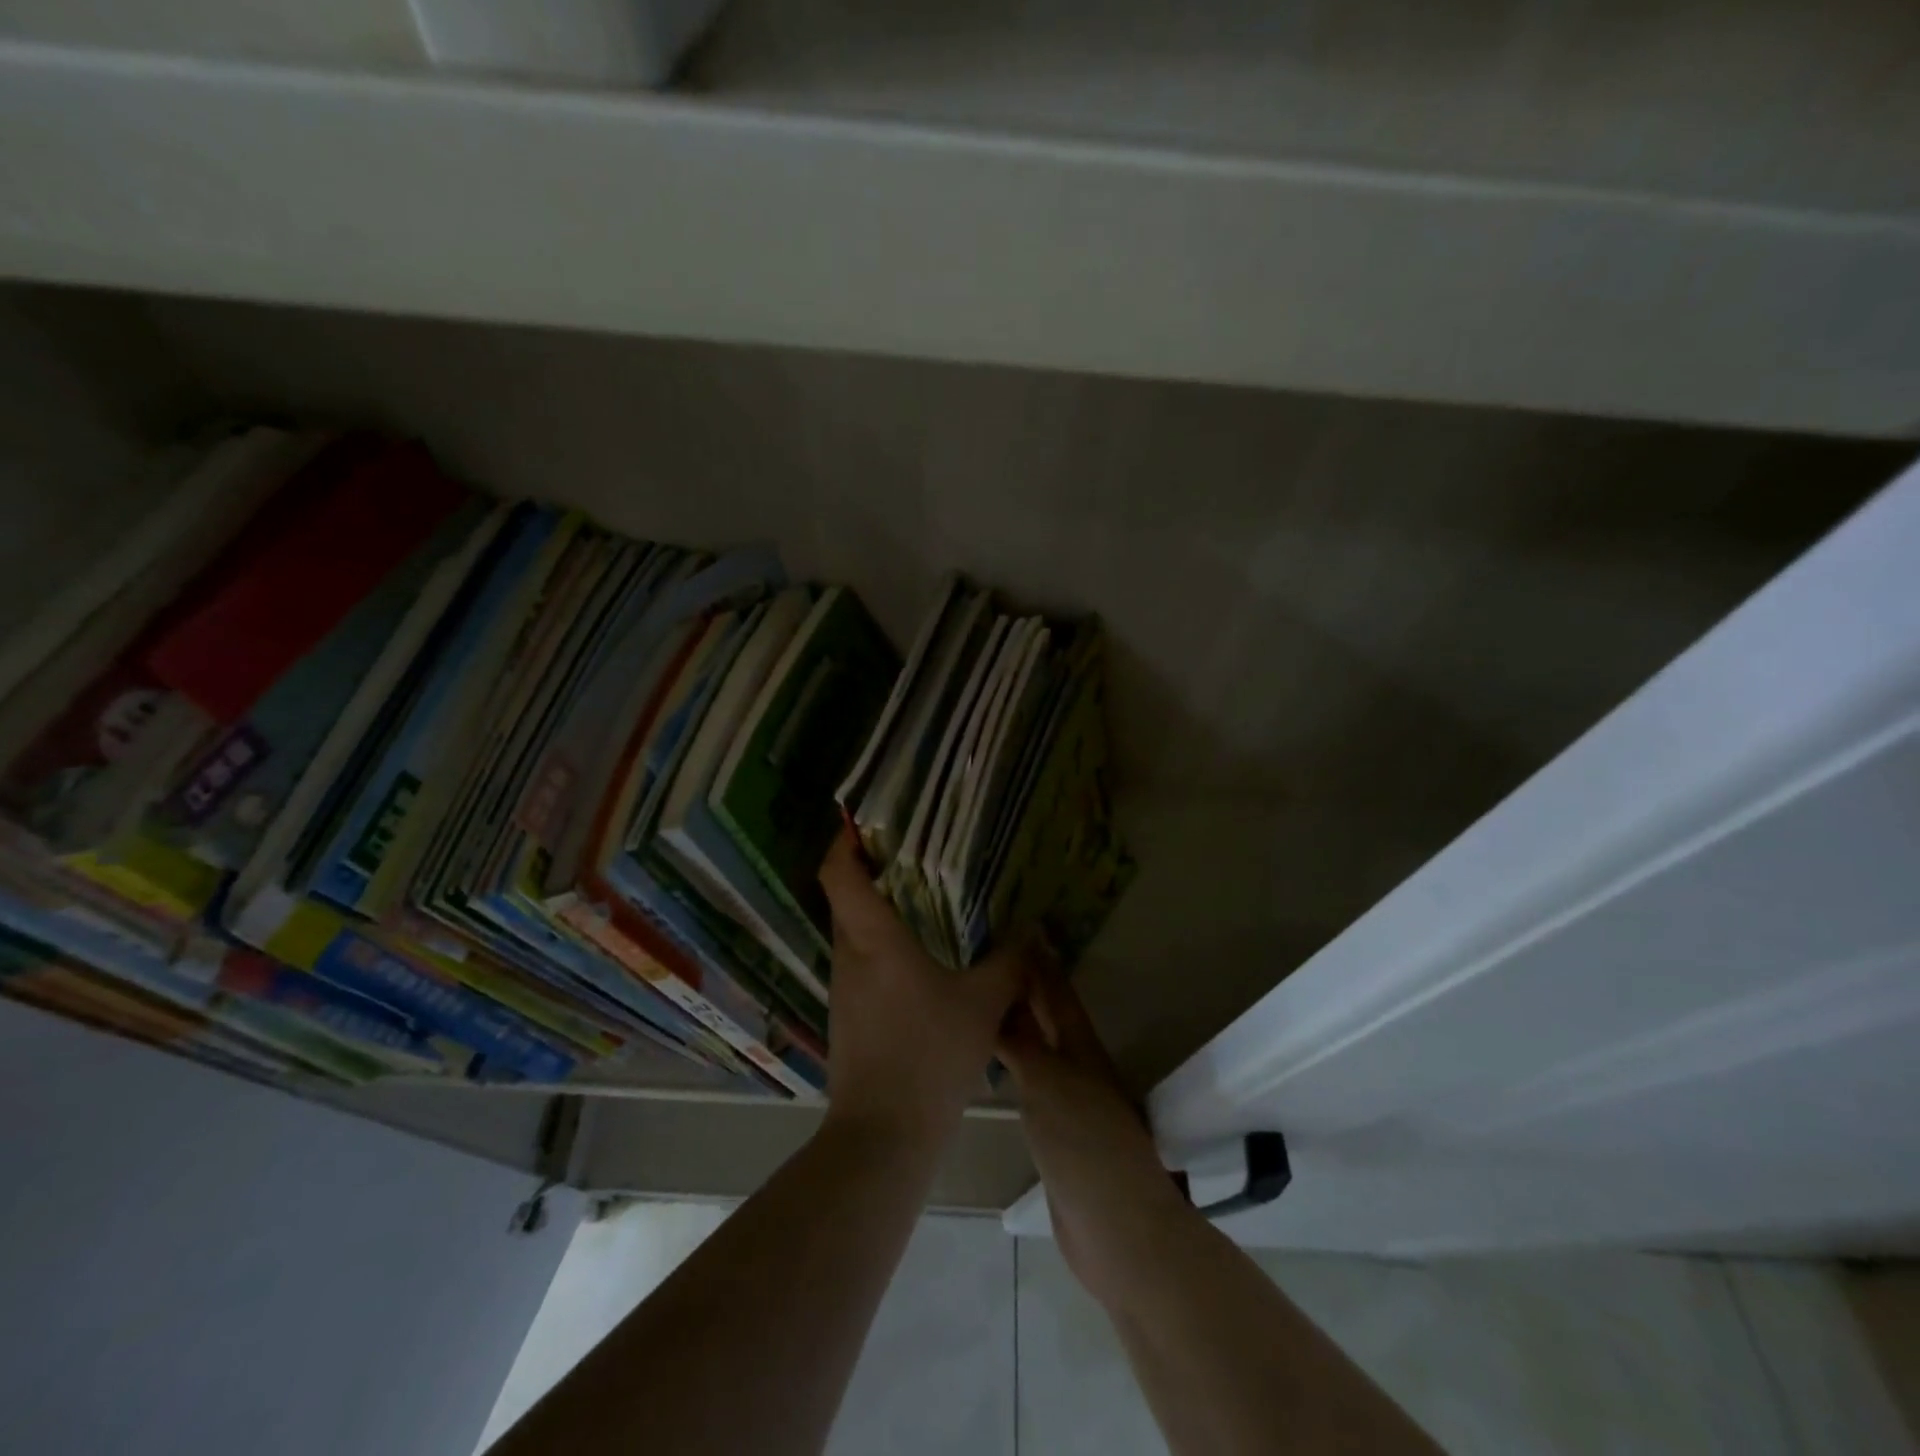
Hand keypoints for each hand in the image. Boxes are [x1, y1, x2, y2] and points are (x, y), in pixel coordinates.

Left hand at [818, 831, 1025, 1150]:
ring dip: (878, 911)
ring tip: (922, 900)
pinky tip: (919, 959)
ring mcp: (843, 988)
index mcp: (873, 940)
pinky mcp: (847, 1015)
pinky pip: (861, 963)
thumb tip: (1030, 931)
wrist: (883, 1135)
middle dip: (870, 871)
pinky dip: (882, 946)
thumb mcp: (983, 1005)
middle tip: (912, 854)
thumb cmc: (930, 1055)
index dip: (844, 842)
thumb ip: (1009, 963)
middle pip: (845, 898)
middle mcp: (849, 956)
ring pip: (853, 932)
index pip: (838, 874)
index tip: (865, 822)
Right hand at [998, 963, 1194, 1311]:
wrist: (1117, 1231)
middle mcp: (1075, 1066)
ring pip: (1036, 1049)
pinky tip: (989, 1063)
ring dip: (1014, 1024)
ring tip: (981, 1001)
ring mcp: (1066, 1101)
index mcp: (1081, 1047)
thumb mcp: (1048, 1084)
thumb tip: (999, 995)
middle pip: (1046, 1018)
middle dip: (1023, 988)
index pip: (1055, 992)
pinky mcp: (1054, 1134)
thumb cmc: (1085, 1146)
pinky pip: (1027, 1084)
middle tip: (987, 958)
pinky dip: (1009, 1064)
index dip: (1038, 961)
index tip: (1019, 926)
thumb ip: (1022, 1041)